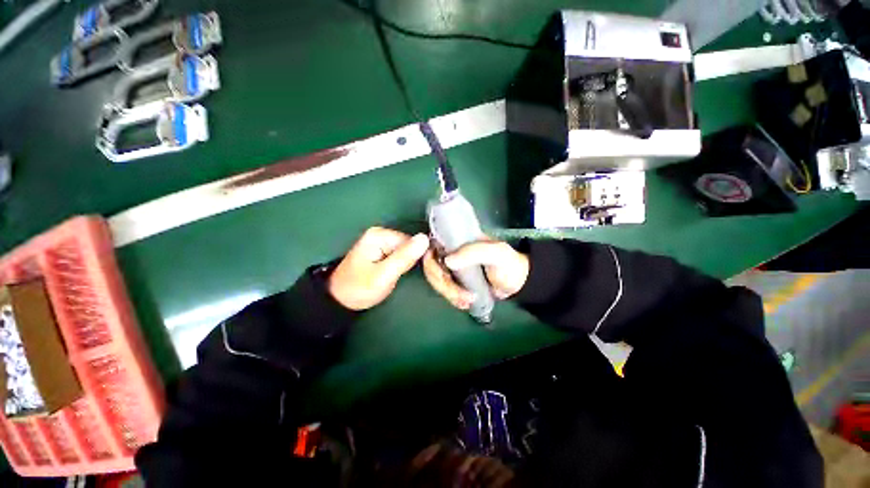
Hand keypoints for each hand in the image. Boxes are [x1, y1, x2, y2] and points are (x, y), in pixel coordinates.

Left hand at [328, 227, 429, 310]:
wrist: (340, 299)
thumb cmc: (360, 288)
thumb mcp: (384, 275)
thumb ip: (404, 257)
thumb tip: (425, 238)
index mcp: (379, 235)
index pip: (411, 241)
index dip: (414, 257)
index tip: (407, 271)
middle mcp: (380, 234)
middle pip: (408, 245)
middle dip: (408, 261)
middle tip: (397, 275)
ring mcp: (380, 241)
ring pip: (405, 251)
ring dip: (405, 263)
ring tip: (394, 275)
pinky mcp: (380, 250)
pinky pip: (399, 254)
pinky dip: (400, 264)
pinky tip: (394, 272)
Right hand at [423, 239, 529, 309]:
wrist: (518, 283)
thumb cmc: (508, 263)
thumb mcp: (495, 253)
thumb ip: (473, 253)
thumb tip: (447, 261)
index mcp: (458, 240)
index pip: (433, 244)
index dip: (430, 258)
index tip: (440, 273)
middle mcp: (451, 252)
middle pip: (432, 265)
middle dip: (442, 283)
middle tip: (458, 294)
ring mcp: (453, 268)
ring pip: (437, 279)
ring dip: (448, 293)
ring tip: (466, 301)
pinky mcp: (456, 281)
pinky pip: (444, 289)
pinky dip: (451, 298)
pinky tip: (463, 303)